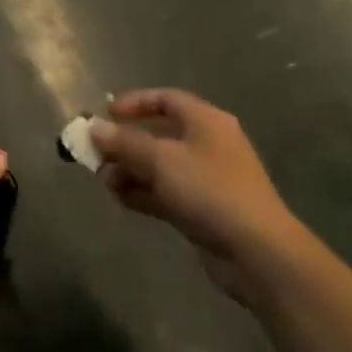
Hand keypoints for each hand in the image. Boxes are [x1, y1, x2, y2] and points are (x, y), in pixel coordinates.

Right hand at [90, 89, 307, 298]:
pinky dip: (144, 193)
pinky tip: (121, 200)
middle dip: (126, 144)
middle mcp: (207, 144)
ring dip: (131, 171)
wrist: (258, 252)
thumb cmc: (210, 190)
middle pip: (159, 134)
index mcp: (205, 121)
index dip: (134, 103)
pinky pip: (166, 192)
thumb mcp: (161, 160)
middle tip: (97, 155)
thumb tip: (94, 127)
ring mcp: (207, 179)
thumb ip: (124, 142)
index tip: (106, 115)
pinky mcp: (204, 209)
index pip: (166, 99)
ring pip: (160, 166)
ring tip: (106, 182)